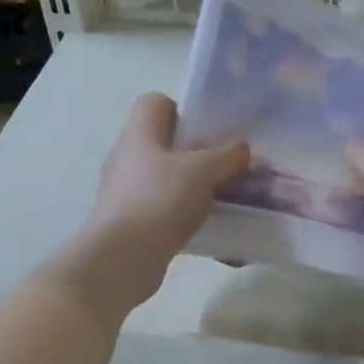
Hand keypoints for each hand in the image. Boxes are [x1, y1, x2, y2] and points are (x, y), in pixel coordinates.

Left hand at [75, 94, 249, 306]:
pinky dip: (191, 222)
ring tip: (228, 204)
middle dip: (200, 157)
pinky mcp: (133, 225)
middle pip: (167, 146)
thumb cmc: (160, 201)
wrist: (122, 259)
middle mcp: (128, 159)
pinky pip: (168, 215)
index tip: (210, 132)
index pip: (155, 103)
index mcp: (138, 134)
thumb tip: (242, 148)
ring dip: (198, 192)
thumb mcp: (202, 171)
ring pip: (170, 183)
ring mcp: (127, 194)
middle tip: (229, 170)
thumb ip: (226, 156)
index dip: (183, 111)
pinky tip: (218, 238)